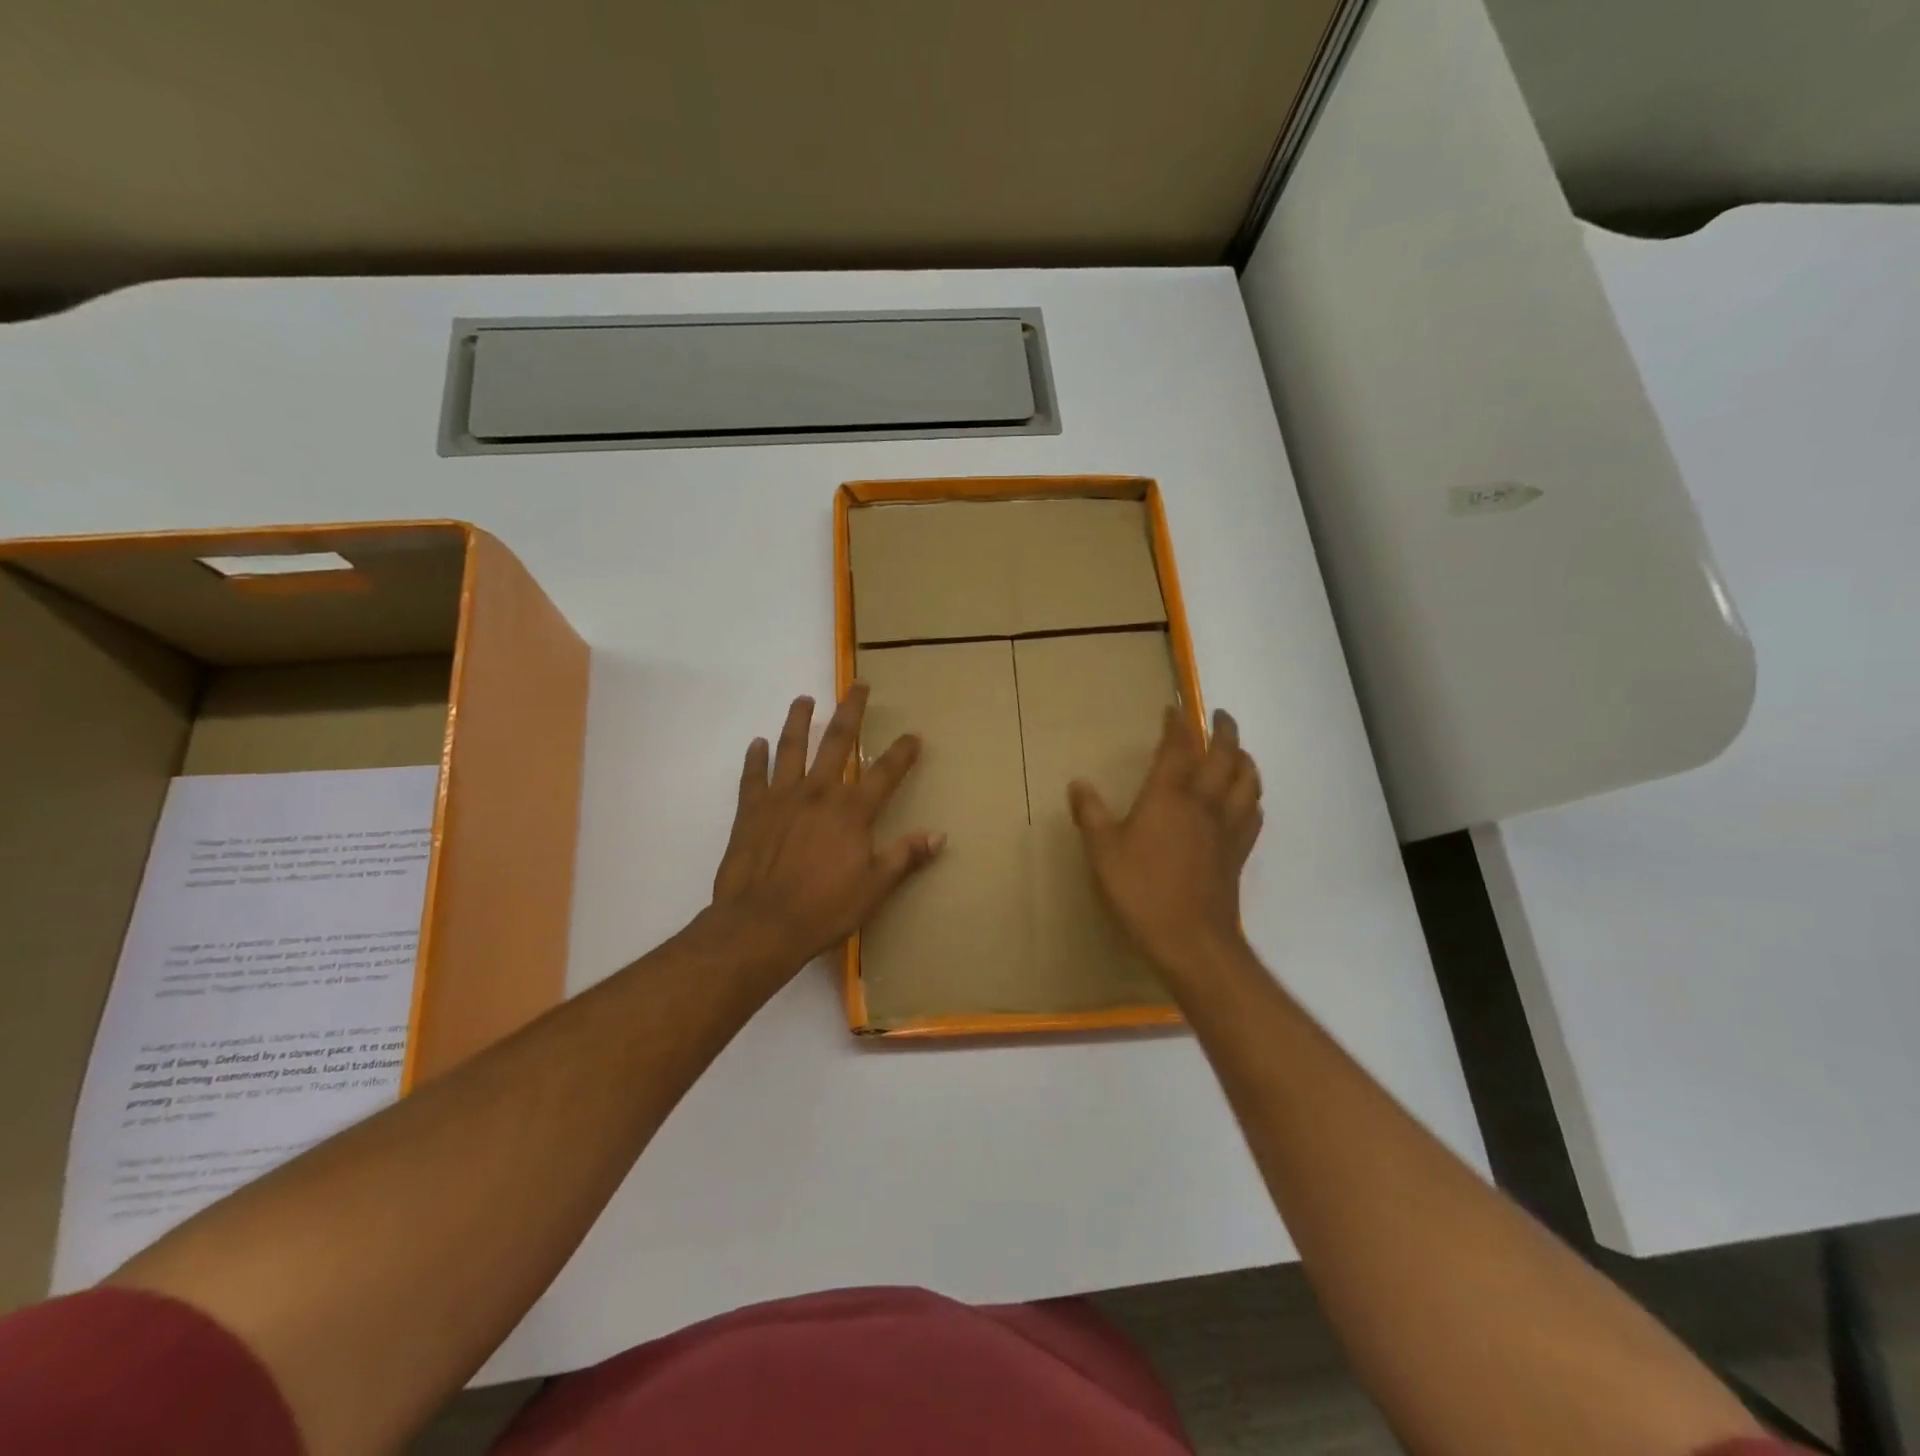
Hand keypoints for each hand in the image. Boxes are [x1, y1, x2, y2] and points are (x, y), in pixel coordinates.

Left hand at [709, 684, 944, 979]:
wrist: (761, 925)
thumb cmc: (824, 908)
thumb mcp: (875, 887)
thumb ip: (905, 856)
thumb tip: (939, 835)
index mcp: (851, 810)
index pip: (885, 773)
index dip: (902, 753)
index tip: (913, 735)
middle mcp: (818, 792)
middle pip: (837, 742)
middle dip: (851, 712)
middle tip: (858, 685)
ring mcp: (781, 797)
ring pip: (791, 748)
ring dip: (798, 721)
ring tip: (803, 699)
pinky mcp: (751, 810)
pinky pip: (753, 775)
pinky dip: (755, 757)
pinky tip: (758, 743)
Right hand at [1068, 707, 1262, 978]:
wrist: (1191, 940)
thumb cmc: (1140, 891)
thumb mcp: (1102, 852)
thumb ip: (1091, 815)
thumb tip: (1078, 784)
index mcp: (1169, 797)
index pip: (1178, 749)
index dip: (1177, 725)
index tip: (1174, 708)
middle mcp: (1204, 804)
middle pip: (1225, 757)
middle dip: (1223, 731)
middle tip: (1220, 715)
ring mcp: (1226, 829)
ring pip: (1248, 782)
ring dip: (1245, 760)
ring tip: (1239, 752)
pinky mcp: (1238, 854)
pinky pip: (1253, 814)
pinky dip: (1252, 797)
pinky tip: (1247, 801)